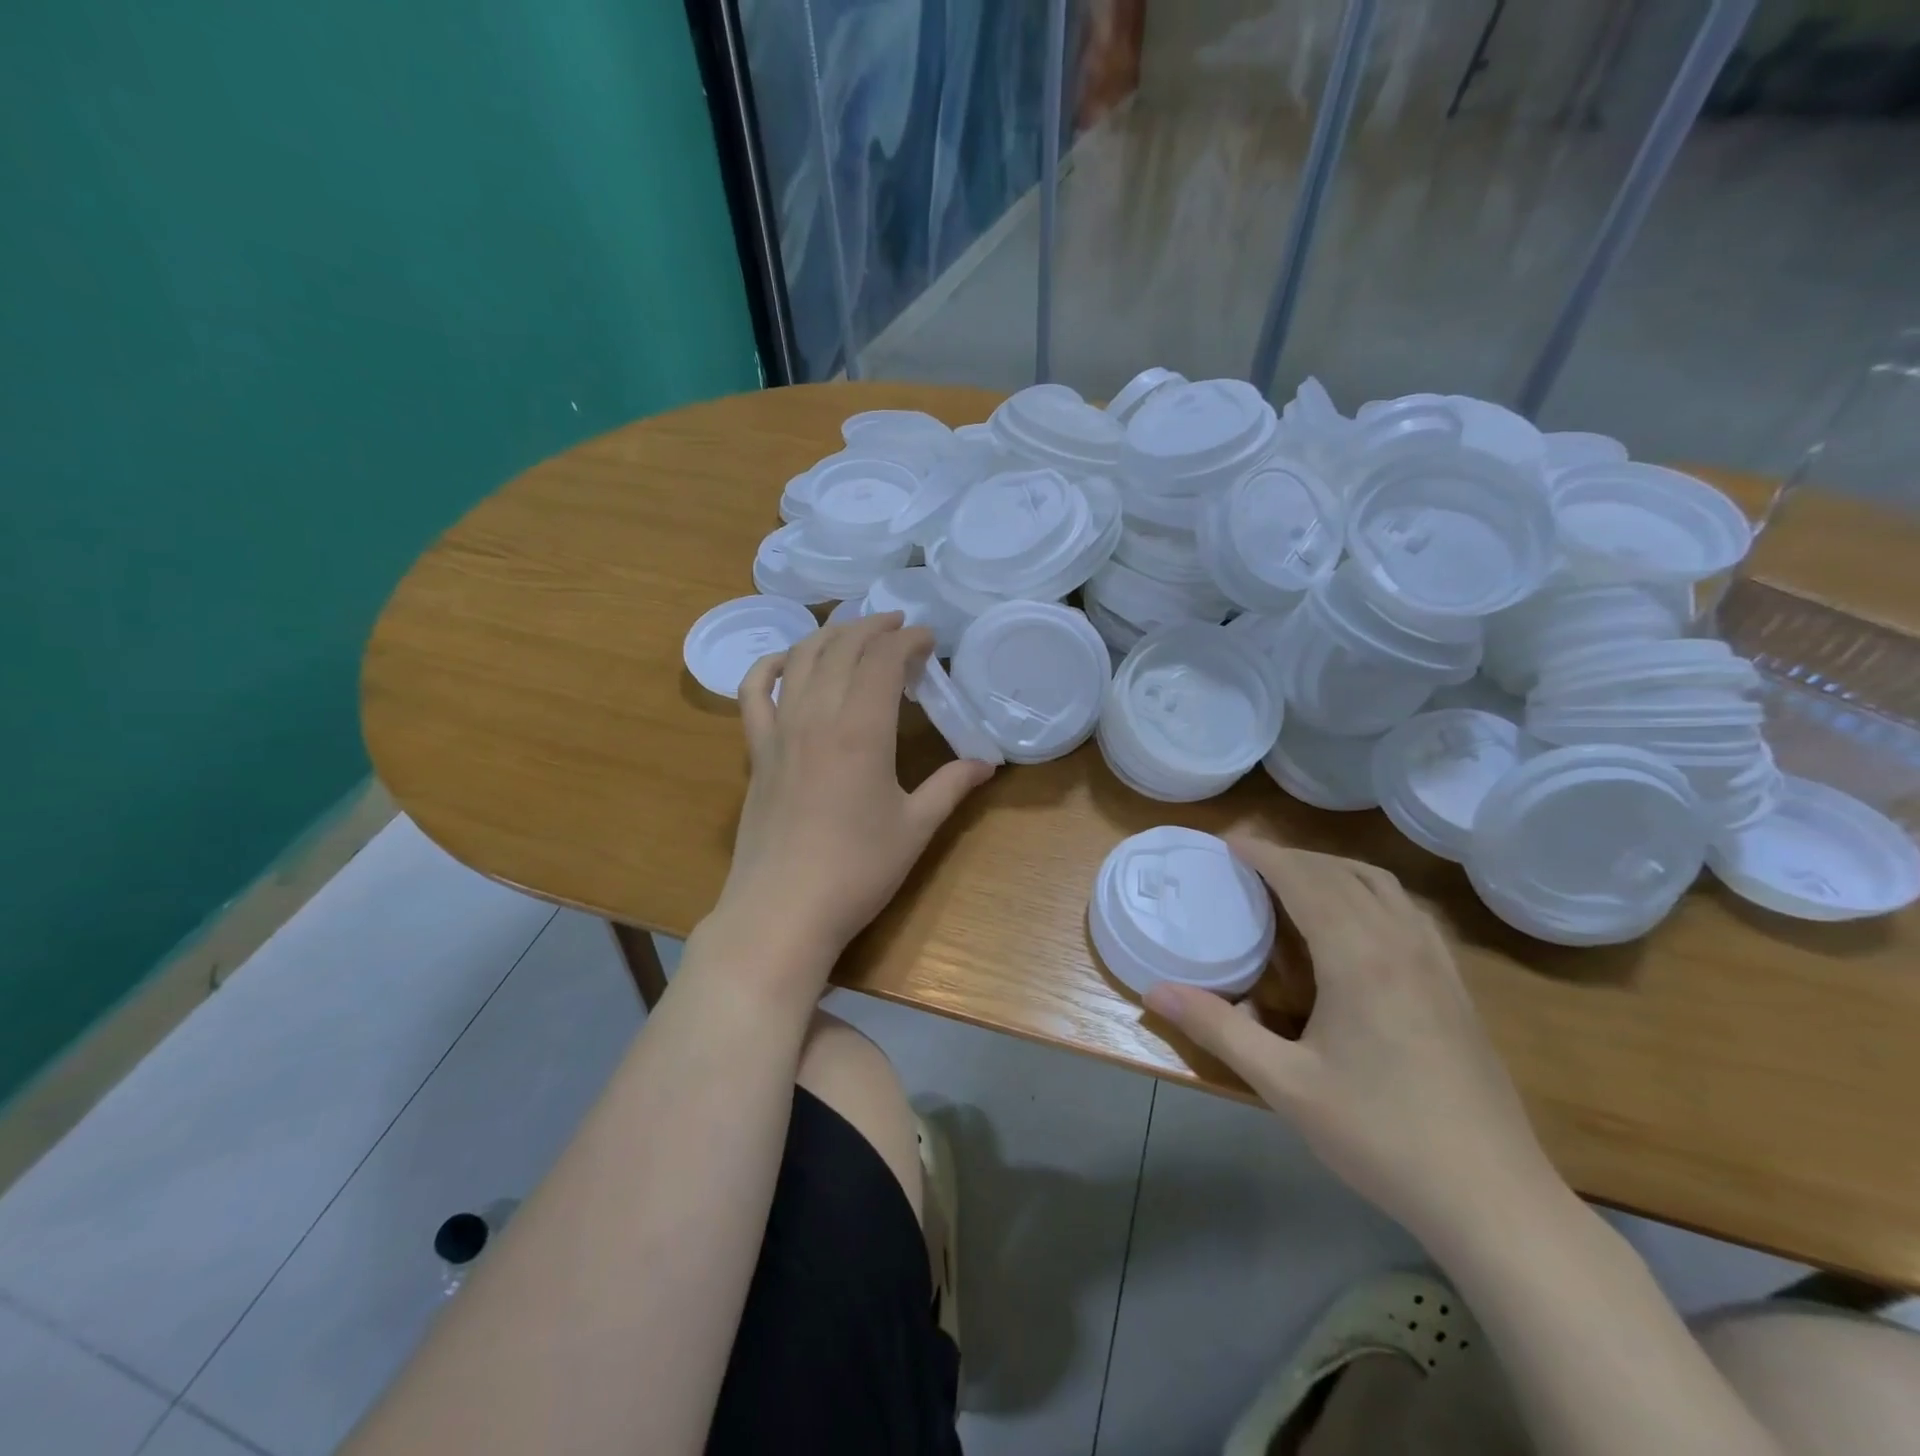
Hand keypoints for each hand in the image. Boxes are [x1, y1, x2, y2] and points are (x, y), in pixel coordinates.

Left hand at [708, 613, 995, 980]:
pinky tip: (787, 661)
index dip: (909, 640)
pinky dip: (769, 665)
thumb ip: (951, 786)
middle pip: (842, 647)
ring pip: (800, 658)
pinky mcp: (757, 751)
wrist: (783, 910)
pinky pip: (753, 692)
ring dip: (830, 635)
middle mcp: (817, 716)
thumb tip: (987, 764)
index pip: (884, 660)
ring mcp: (779, 730)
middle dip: (874, 628)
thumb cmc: (857, 871)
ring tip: (855, 632)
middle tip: (901, 627)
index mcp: (861, 729)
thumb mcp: (915, 828)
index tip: (931, 640)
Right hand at [1146, 842, 1561, 1245]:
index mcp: (1358, 957)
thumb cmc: (1381, 1136)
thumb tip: (1155, 990)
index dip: (1266, 855)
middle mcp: (1400, 943)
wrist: (1493, 1198)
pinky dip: (1371, 892)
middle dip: (1294, 856)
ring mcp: (1436, 964)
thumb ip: (1219, 1029)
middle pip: (1342, 874)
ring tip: (1297, 878)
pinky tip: (1358, 922)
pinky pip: (1408, 911)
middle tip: (1250, 860)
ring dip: (1335, 868)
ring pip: (1382, 886)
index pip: (1306, 880)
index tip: (1229, 842)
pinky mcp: (1456, 987)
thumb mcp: (1285, 1085)